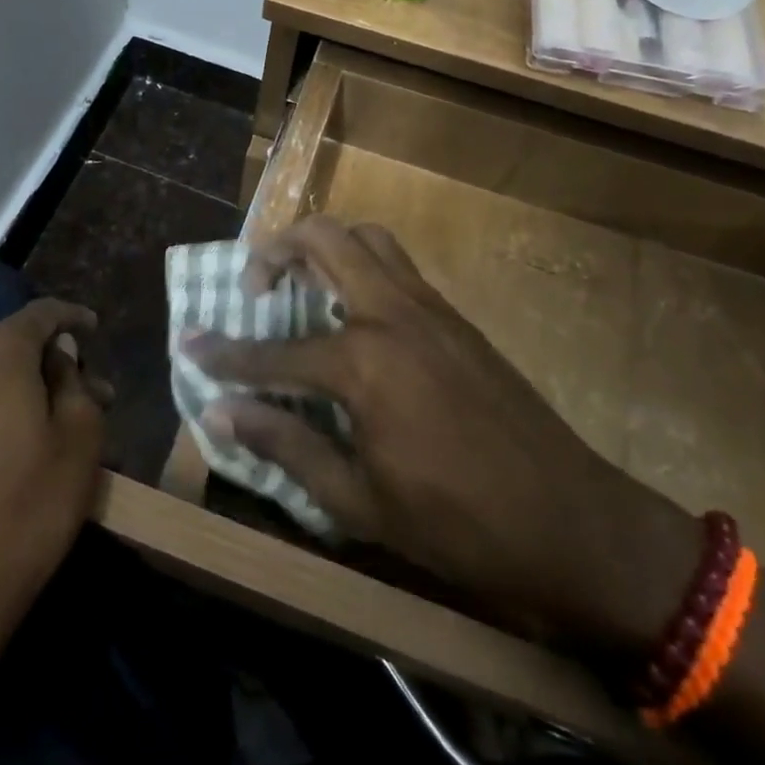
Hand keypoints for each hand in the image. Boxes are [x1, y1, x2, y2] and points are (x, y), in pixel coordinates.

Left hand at [0, 298, 106, 669]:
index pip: (39, 314)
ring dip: (25, 401)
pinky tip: (14, 467)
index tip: (94, 329)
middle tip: (93, 397)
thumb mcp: (78, 443)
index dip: (71, 317)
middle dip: (54, 369)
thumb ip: (75, 385)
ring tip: (58, 437)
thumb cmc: (21, 513)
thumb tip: (60, 357)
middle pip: (12, 352)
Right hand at [188, 218, 695, 658]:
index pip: (273, 351)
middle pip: (323, 240)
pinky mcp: (455, 317)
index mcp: (363, 362)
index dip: (224, 354)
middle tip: (253, 288)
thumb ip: (286, 445)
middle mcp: (391, 314)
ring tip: (301, 286)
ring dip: (324, 247)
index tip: (188, 343)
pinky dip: (361, 267)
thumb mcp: (360, 502)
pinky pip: (397, 266)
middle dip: (274, 251)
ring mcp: (429, 307)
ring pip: (367, 238)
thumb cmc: (460, 526)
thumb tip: (219, 412)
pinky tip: (353, 315)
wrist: (575, 524)